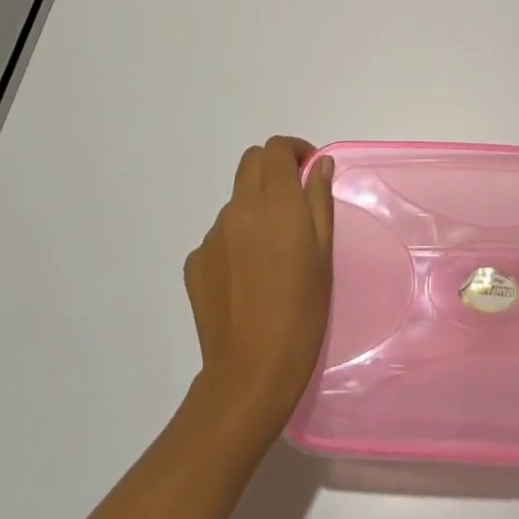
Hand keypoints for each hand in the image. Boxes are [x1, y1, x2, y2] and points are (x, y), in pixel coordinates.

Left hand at [182, 137, 335, 436]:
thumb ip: (320, 199)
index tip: (310, 170)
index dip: (294, 150)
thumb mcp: (323, 252)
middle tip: (294, 198)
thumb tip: (320, 165)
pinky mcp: (195, 262)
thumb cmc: (303, 309)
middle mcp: (238, 209)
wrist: (253, 369)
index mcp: (274, 202)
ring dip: (256, 206)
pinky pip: (219, 235)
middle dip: (273, 168)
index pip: (275, 149)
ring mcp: (212, 235)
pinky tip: (249, 276)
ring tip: (274, 250)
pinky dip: (237, 239)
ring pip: (236, 201)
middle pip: (251, 163)